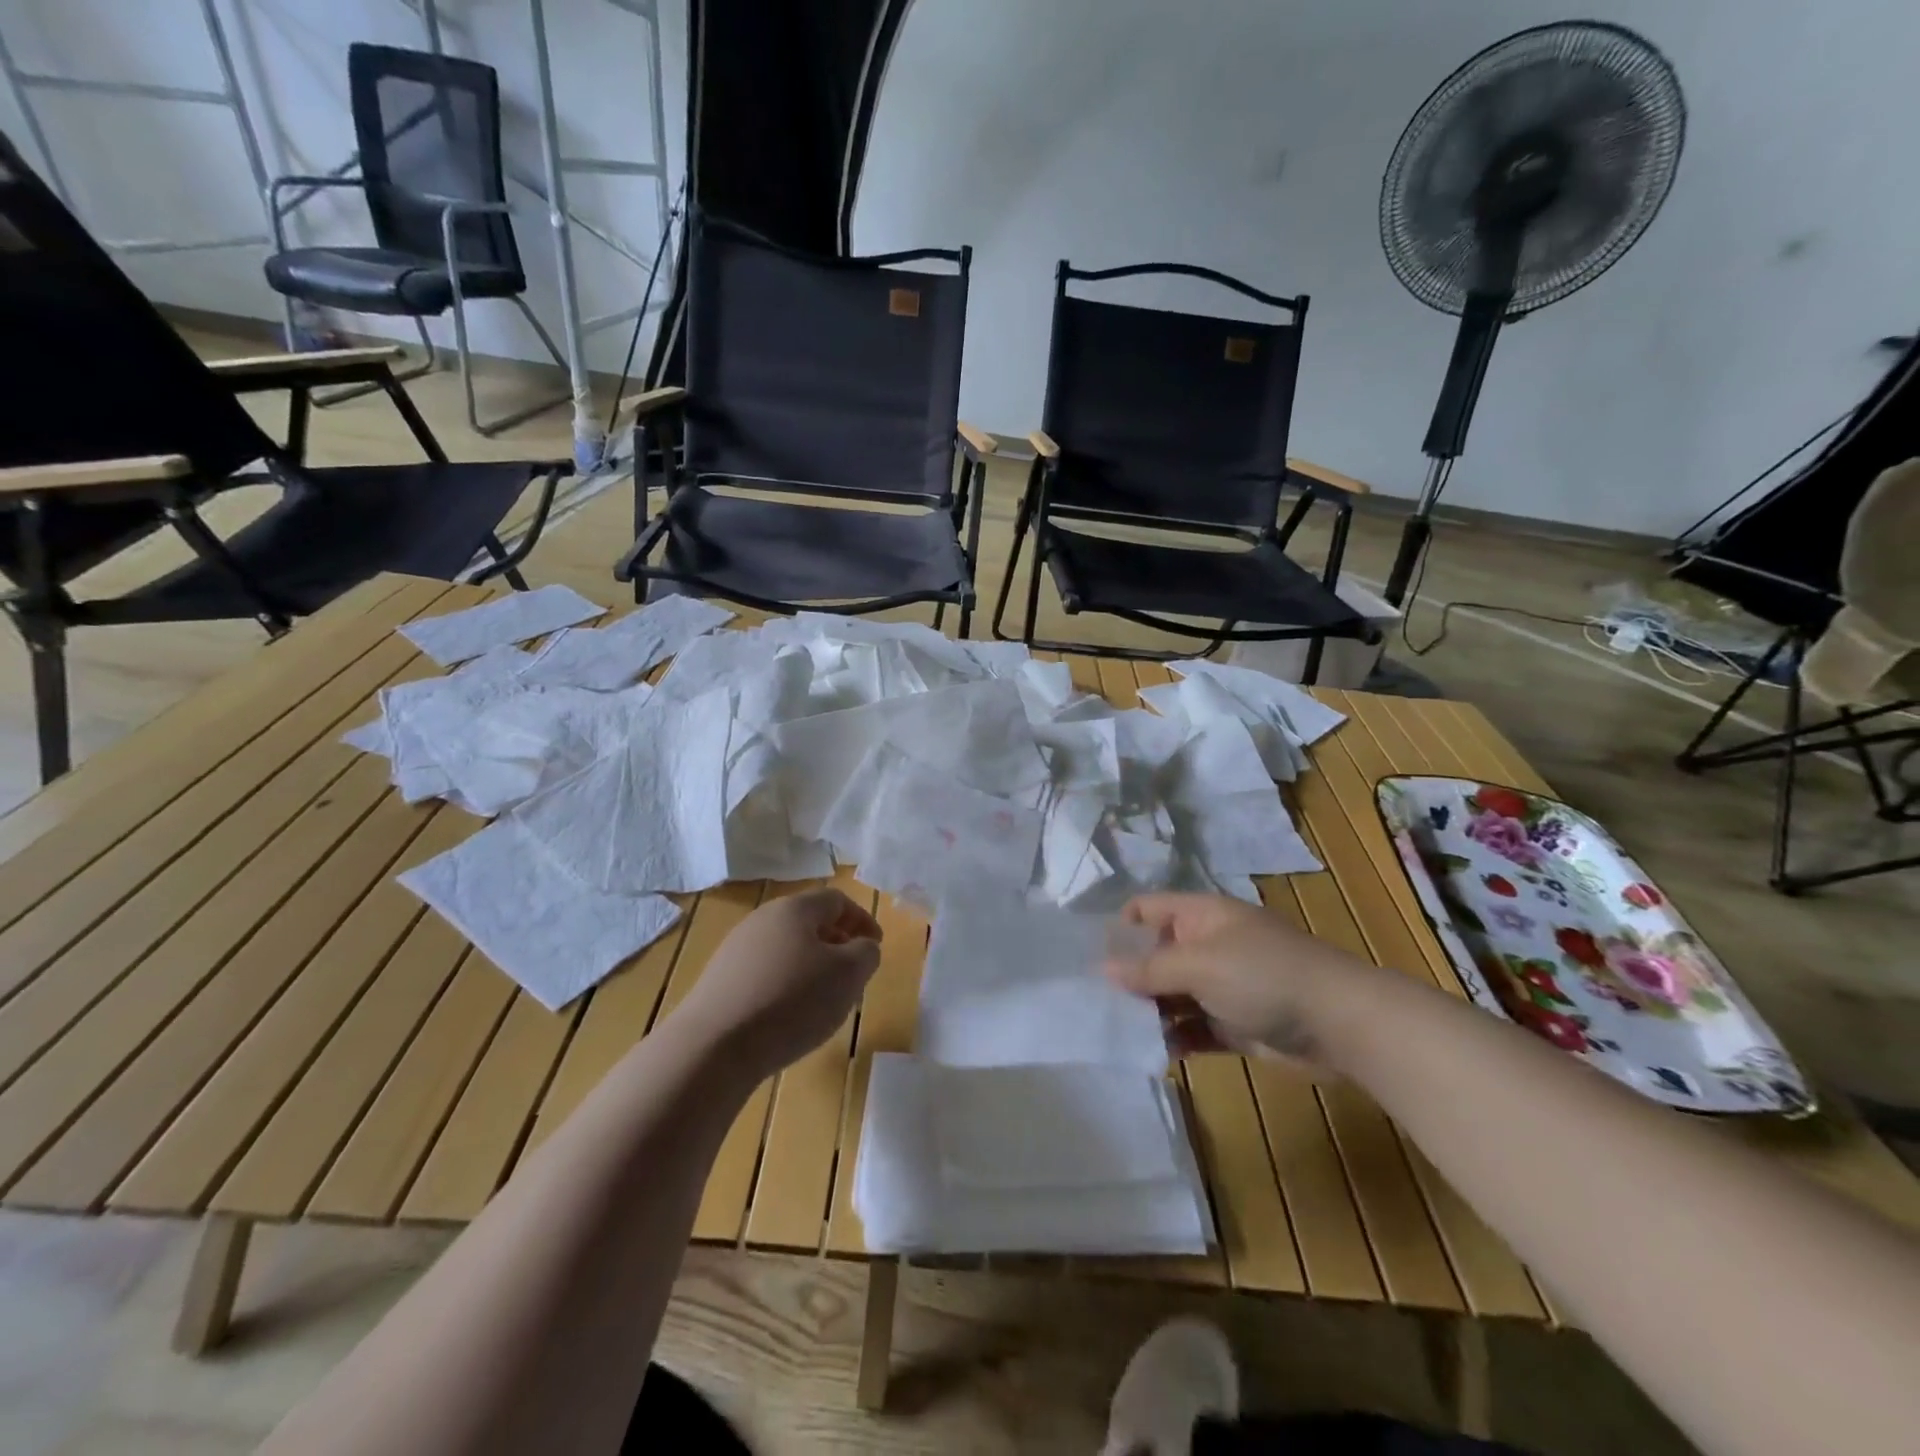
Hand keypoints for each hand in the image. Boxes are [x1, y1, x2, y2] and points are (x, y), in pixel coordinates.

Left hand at [673, 888, 882, 1079]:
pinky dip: (785, 985)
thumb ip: (866, 953)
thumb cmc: (792, 1001)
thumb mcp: (848, 975)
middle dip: (837, 943)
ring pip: (786, 948)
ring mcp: (736, 949)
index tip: (876, 947)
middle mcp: (763, 919)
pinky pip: (764, 973)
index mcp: (795, 908)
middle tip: (853, 973)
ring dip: (811, 966)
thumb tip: (862, 947)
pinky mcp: (719, 980)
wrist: (713, 1046)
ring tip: (823, 1000)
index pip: (837, 900)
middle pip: (809, 922)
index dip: (863, 920)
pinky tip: (788, 1017)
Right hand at [1105, 893, 1376, 1063]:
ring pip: (1172, 994)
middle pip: (1155, 954)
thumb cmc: (1264, 976)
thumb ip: (1149, 968)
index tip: (1091, 958)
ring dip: (1149, 1012)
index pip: (1146, 909)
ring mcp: (1222, 985)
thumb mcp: (1200, 964)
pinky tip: (1154, 1052)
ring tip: (1118, 1032)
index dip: (1119, 928)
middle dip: (1129, 977)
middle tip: (1095, 1003)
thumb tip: (1103, 969)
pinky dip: (1175, 1037)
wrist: (1341, 1024)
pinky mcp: (1234, 1023)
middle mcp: (1207, 945)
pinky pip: (1193, 1027)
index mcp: (1200, 916)